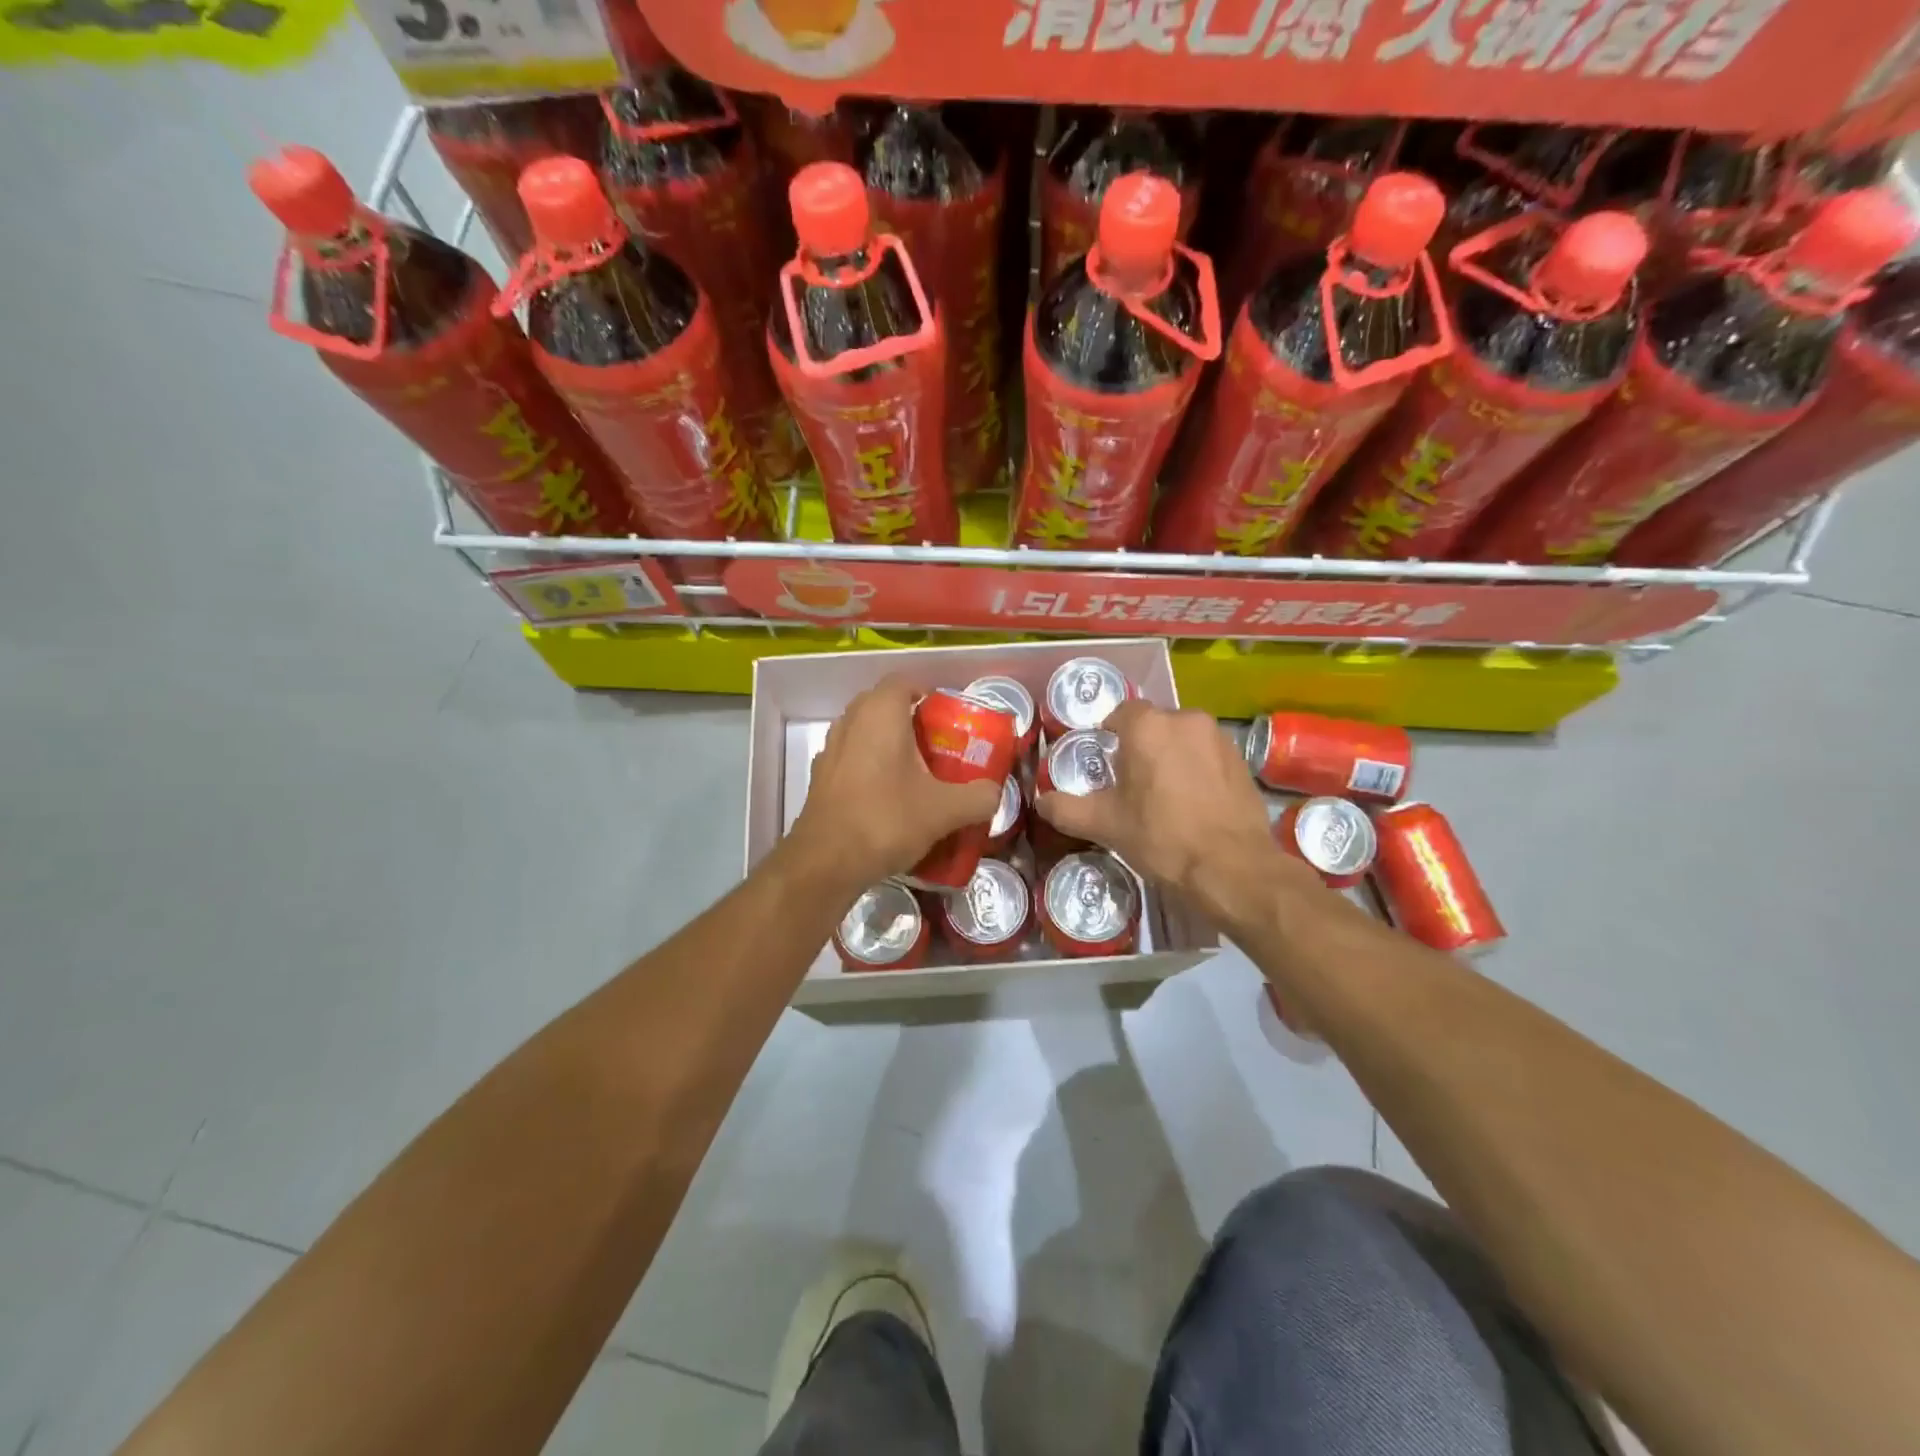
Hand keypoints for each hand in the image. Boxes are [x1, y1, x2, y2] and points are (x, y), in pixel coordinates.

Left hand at [788, 676, 1003, 894]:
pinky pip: (851, 758)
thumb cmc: (886, 820)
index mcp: (880, 714)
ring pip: (863, 732)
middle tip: (937, 744)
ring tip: (915, 771)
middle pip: (882, 705)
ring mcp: (830, 749)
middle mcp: (850, 722)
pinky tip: (888, 795)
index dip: (927, 693)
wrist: (826, 862)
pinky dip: (869, 766)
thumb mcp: (945, 810)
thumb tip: (994, 793)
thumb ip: (978, 797)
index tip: (948, 718)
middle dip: (909, 719)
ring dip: (887, 743)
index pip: (903, 682)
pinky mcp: (820, 777)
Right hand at [1035, 702, 1310, 910]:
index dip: (1111, 734)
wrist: (1231, 867)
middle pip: (1154, 725)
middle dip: (1142, 747)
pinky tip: (1194, 802)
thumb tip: (1041, 802)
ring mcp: (1218, 738)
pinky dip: (1198, 770)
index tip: (1106, 761)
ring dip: (1172, 756)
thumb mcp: (1104, 825)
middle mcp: (1185, 720)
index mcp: (1148, 727)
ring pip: (1184, 739)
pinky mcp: (1242, 760)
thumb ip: (1066, 809)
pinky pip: (1208, 755)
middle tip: (1132, 782)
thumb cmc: (1161, 837)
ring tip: (1165, 794)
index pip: (1121, 713)